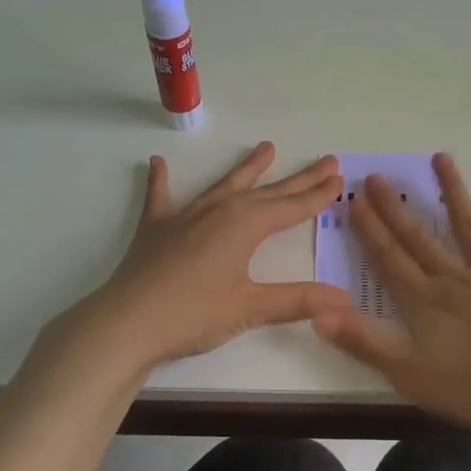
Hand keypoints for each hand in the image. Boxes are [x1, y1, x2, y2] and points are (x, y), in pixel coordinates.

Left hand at [72, 142, 349, 370]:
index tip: (339, 179)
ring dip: (247, 169)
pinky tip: (157, 163)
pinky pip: (160, 198)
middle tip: (326, 160)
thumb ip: (298, 300)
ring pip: (224, 186)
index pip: (292, 207)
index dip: (318, 195)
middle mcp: (219, 211)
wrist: (126, 323)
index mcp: (245, 225)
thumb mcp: (250, 308)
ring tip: (266, 148)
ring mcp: (184, 216)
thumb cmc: (193, 314)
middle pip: (267, 191)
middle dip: (299, 178)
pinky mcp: (156, 230)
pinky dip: (160, 181)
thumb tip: (344, 298)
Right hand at [313, 153, 470, 431]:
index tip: (353, 199)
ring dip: (453, 194)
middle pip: (419, 239)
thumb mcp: (411, 375)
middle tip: (377, 176)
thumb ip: (364, 343)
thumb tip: (318, 313)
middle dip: (395, 209)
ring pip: (469, 228)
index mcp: (426, 303)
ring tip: (441, 158)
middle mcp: (456, 280)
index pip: (388, 260)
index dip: (369, 231)